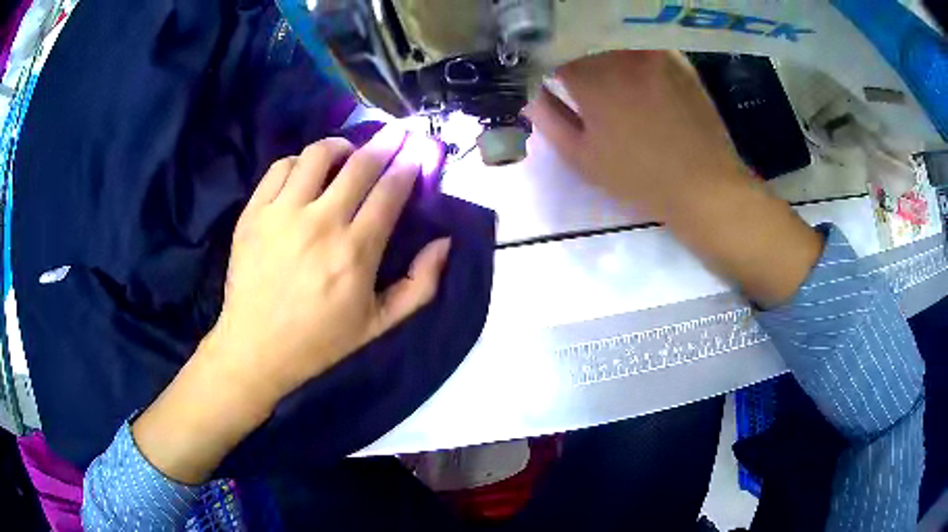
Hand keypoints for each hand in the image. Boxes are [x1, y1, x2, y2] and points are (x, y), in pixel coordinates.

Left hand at [132, 126, 450, 482]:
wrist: (255, 348)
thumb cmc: (319, 340)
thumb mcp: (379, 324)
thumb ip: (419, 285)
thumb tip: (443, 242)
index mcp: (356, 252)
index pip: (390, 191)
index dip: (408, 166)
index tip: (417, 151)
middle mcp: (321, 223)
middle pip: (360, 164)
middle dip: (386, 143)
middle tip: (396, 135)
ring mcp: (282, 214)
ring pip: (318, 155)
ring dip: (341, 147)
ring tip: (347, 153)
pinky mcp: (254, 213)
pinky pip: (281, 167)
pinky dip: (299, 161)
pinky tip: (306, 172)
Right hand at [528, 50, 822, 307]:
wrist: (705, 186)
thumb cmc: (640, 177)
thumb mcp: (582, 157)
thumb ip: (547, 119)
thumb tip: (529, 93)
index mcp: (592, 77)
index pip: (551, 50)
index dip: (543, 60)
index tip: (543, 73)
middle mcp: (620, 53)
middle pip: (581, 38)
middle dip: (569, 51)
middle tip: (571, 74)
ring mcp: (652, 52)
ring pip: (611, 37)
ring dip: (598, 49)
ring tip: (603, 74)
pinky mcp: (677, 58)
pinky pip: (640, 44)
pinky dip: (628, 52)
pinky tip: (634, 75)